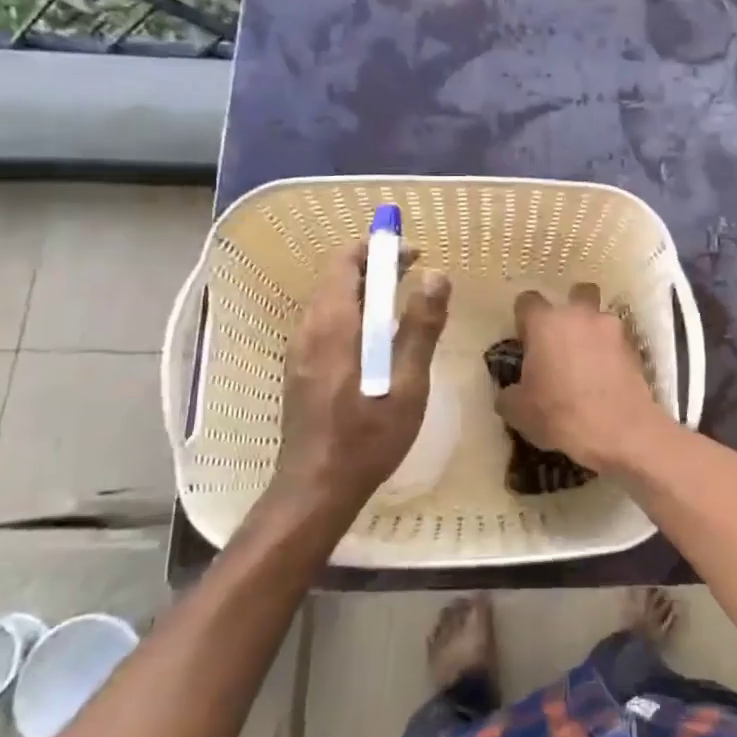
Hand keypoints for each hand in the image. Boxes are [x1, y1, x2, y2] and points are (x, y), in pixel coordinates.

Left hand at [273, 243, 450, 509]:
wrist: (316, 488)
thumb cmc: (367, 437)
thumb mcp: (406, 384)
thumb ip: (420, 328)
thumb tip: (436, 275)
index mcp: (333, 325)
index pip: (346, 261)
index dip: (379, 248)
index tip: (414, 253)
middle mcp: (309, 328)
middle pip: (338, 277)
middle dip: (376, 266)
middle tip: (417, 274)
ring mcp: (301, 350)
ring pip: (332, 301)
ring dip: (366, 291)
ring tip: (404, 304)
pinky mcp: (301, 369)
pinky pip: (327, 323)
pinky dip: (355, 313)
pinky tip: (379, 339)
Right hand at [496, 285, 671, 472]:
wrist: (620, 431)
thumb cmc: (560, 414)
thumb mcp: (518, 412)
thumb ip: (508, 394)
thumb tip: (509, 392)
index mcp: (545, 323)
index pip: (527, 301)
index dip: (524, 319)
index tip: (524, 341)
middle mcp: (580, 315)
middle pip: (575, 293)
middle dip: (569, 309)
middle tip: (561, 340)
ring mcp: (611, 329)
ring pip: (600, 317)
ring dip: (593, 331)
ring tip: (587, 361)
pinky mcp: (635, 348)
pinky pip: (617, 342)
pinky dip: (611, 353)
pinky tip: (606, 377)